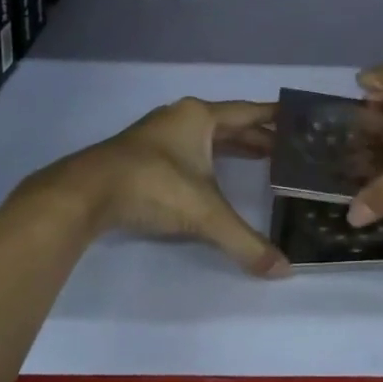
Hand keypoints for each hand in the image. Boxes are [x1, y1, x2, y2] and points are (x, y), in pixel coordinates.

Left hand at [54, 98, 289, 277]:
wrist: (85, 193)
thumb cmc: (153, 186)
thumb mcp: (204, 213)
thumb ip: (244, 240)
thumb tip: (283, 270)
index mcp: (199, 117)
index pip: (247, 112)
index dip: (273, 117)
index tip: (297, 117)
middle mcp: (181, 118)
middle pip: (228, 123)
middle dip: (256, 136)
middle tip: (286, 148)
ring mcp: (158, 134)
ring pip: (206, 136)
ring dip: (232, 146)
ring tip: (261, 159)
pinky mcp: (142, 153)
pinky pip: (188, 148)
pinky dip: (209, 157)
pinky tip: (214, 174)